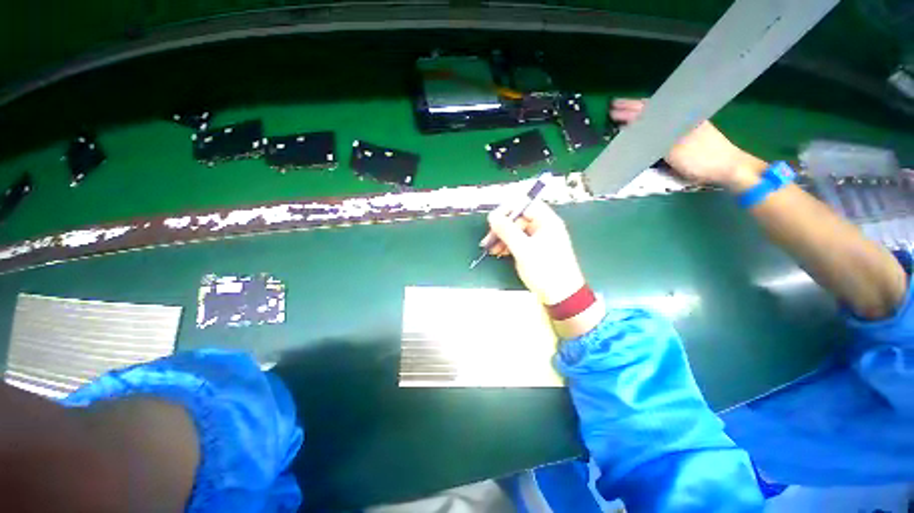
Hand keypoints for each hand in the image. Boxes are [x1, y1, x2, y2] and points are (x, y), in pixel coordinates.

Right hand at [482, 200, 585, 304]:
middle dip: (502, 228)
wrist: (561, 296)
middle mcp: (544, 227)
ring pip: (517, 231)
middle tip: (488, 239)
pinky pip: (519, 241)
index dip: (507, 210)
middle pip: (519, 219)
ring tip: (491, 249)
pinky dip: (508, 245)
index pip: (525, 205)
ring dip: (503, 238)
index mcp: (547, 221)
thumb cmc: (545, 270)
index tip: (493, 221)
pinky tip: (500, 253)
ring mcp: (540, 239)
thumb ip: (507, 231)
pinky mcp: (536, 250)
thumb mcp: (523, 249)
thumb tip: (492, 216)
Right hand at [610, 98, 766, 189]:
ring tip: (625, 112)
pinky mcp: (687, 133)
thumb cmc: (700, 158)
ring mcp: (684, 124)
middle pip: (652, 109)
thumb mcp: (672, 149)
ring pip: (657, 114)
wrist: (728, 167)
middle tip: (614, 107)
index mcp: (676, 118)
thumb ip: (653, 137)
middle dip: (632, 108)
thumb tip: (631, 126)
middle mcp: (679, 117)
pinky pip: (663, 122)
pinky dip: (650, 121)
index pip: (647, 110)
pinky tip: (645, 123)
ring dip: (640, 113)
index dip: (628, 110)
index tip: (612, 109)